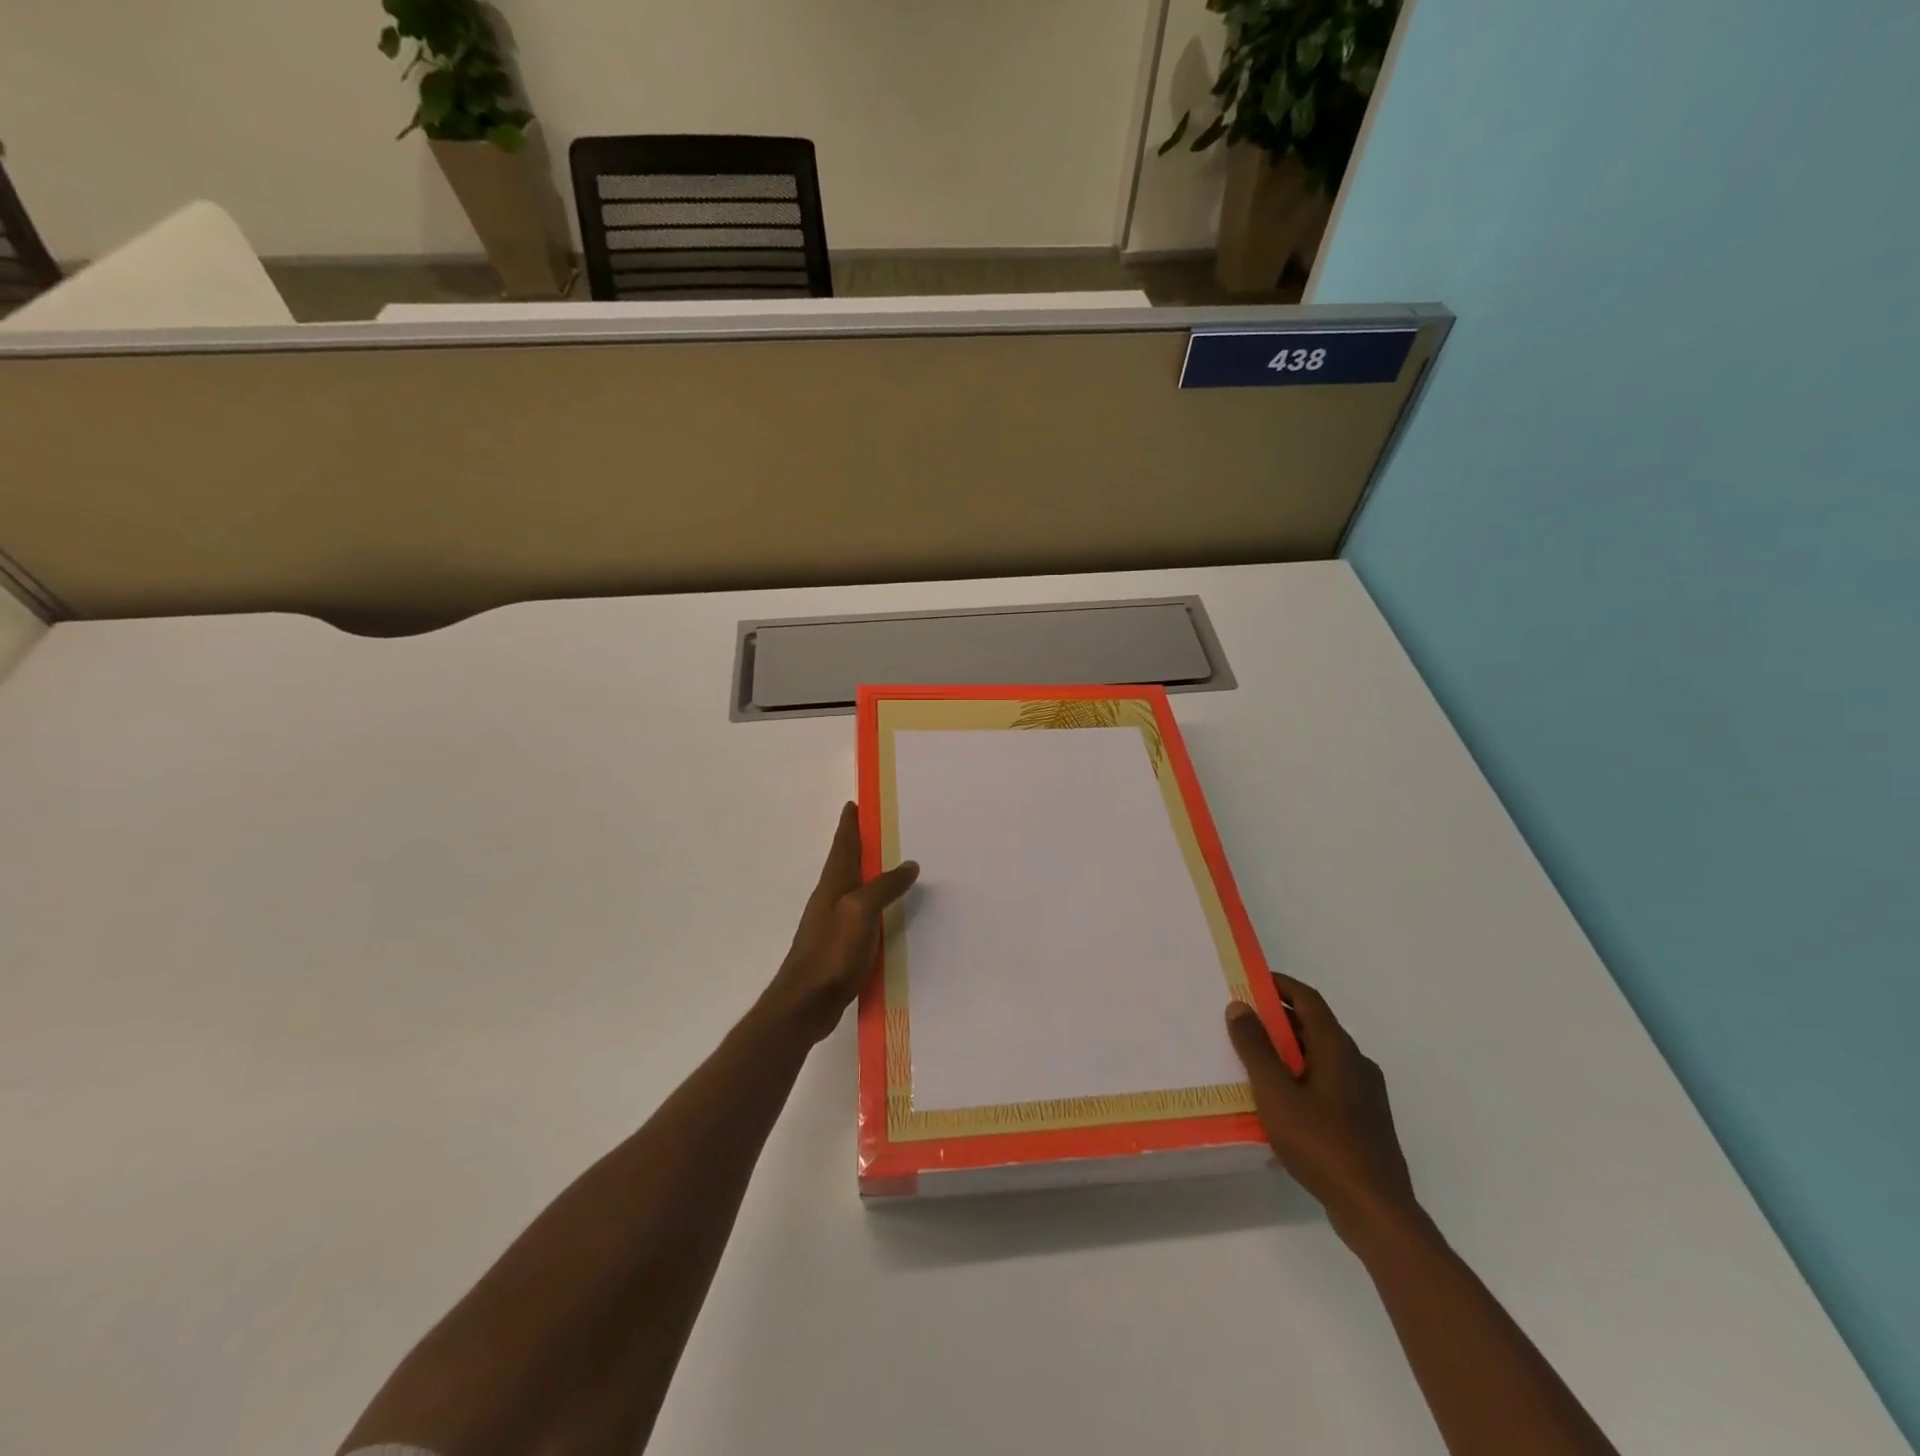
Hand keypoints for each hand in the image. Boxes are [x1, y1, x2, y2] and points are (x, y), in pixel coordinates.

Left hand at [759, 803, 919, 1044]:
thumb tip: (909, 864)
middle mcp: (831, 898)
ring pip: (855, 888)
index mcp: (833, 884)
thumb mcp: (860, 912)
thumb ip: (884, 887)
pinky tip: (888, 912)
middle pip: (846, 863)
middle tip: (883, 829)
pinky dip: (875, 904)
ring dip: (869, 873)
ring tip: (892, 865)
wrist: (805, 1003)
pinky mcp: (840, 946)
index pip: (842, 844)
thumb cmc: (831, 952)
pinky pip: (861, 914)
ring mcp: (834, 923)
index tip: (855, 803)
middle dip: (860, 844)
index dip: (849, 824)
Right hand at [1227, 972, 1418, 1243]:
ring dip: (1288, 1050)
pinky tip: (1280, 1102)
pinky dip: (1301, 1076)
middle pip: (1314, 1026)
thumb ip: (1256, 1048)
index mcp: (1338, 1048)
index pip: (1308, 999)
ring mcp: (1365, 1093)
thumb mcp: (1276, 1093)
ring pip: (1321, 1056)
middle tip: (1241, 1021)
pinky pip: (1328, 1083)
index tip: (1250, 980)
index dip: (1279, 985)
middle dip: (1278, 1018)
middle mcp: (1356, 1062)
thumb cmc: (1321, 1144)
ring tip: (1253, 1060)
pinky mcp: (1365, 1121)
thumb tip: (1240, 1006)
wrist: (1377, 1211)